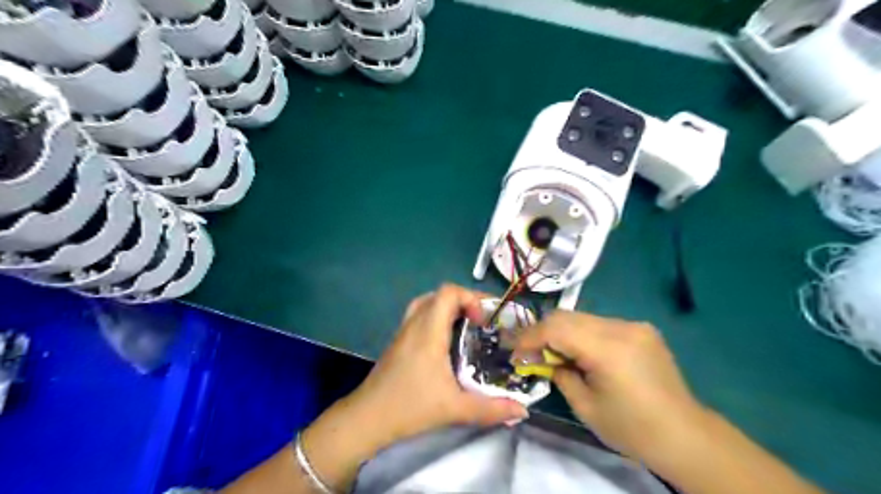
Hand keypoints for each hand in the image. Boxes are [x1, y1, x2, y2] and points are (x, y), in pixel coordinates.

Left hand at [300, 284, 524, 491]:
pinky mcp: (398, 340)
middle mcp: (414, 323)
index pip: (448, 292)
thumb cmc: (409, 407)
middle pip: (439, 294)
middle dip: (464, 301)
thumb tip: (523, 411)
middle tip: (481, 321)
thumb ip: (491, 409)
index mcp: (428, 331)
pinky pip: (419, 314)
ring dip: (448, 307)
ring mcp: (403, 330)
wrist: (367, 418)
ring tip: (466, 326)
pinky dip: (436, 316)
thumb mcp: (454, 409)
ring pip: (427, 302)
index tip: (484, 320)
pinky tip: (446, 341)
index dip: (470, 298)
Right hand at [518, 310, 705, 464]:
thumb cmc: (632, 429)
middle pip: (567, 316)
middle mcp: (621, 327)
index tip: (512, 350)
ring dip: (561, 332)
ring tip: (551, 353)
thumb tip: (541, 359)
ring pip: (582, 317)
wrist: (685, 436)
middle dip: (542, 331)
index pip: (556, 328)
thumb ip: (558, 373)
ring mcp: (634, 325)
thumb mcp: (585, 406)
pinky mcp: (641, 329)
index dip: (529, 337)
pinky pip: (599, 324)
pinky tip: (580, 352)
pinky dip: (581, 334)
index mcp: (608, 349)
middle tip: (527, 351)